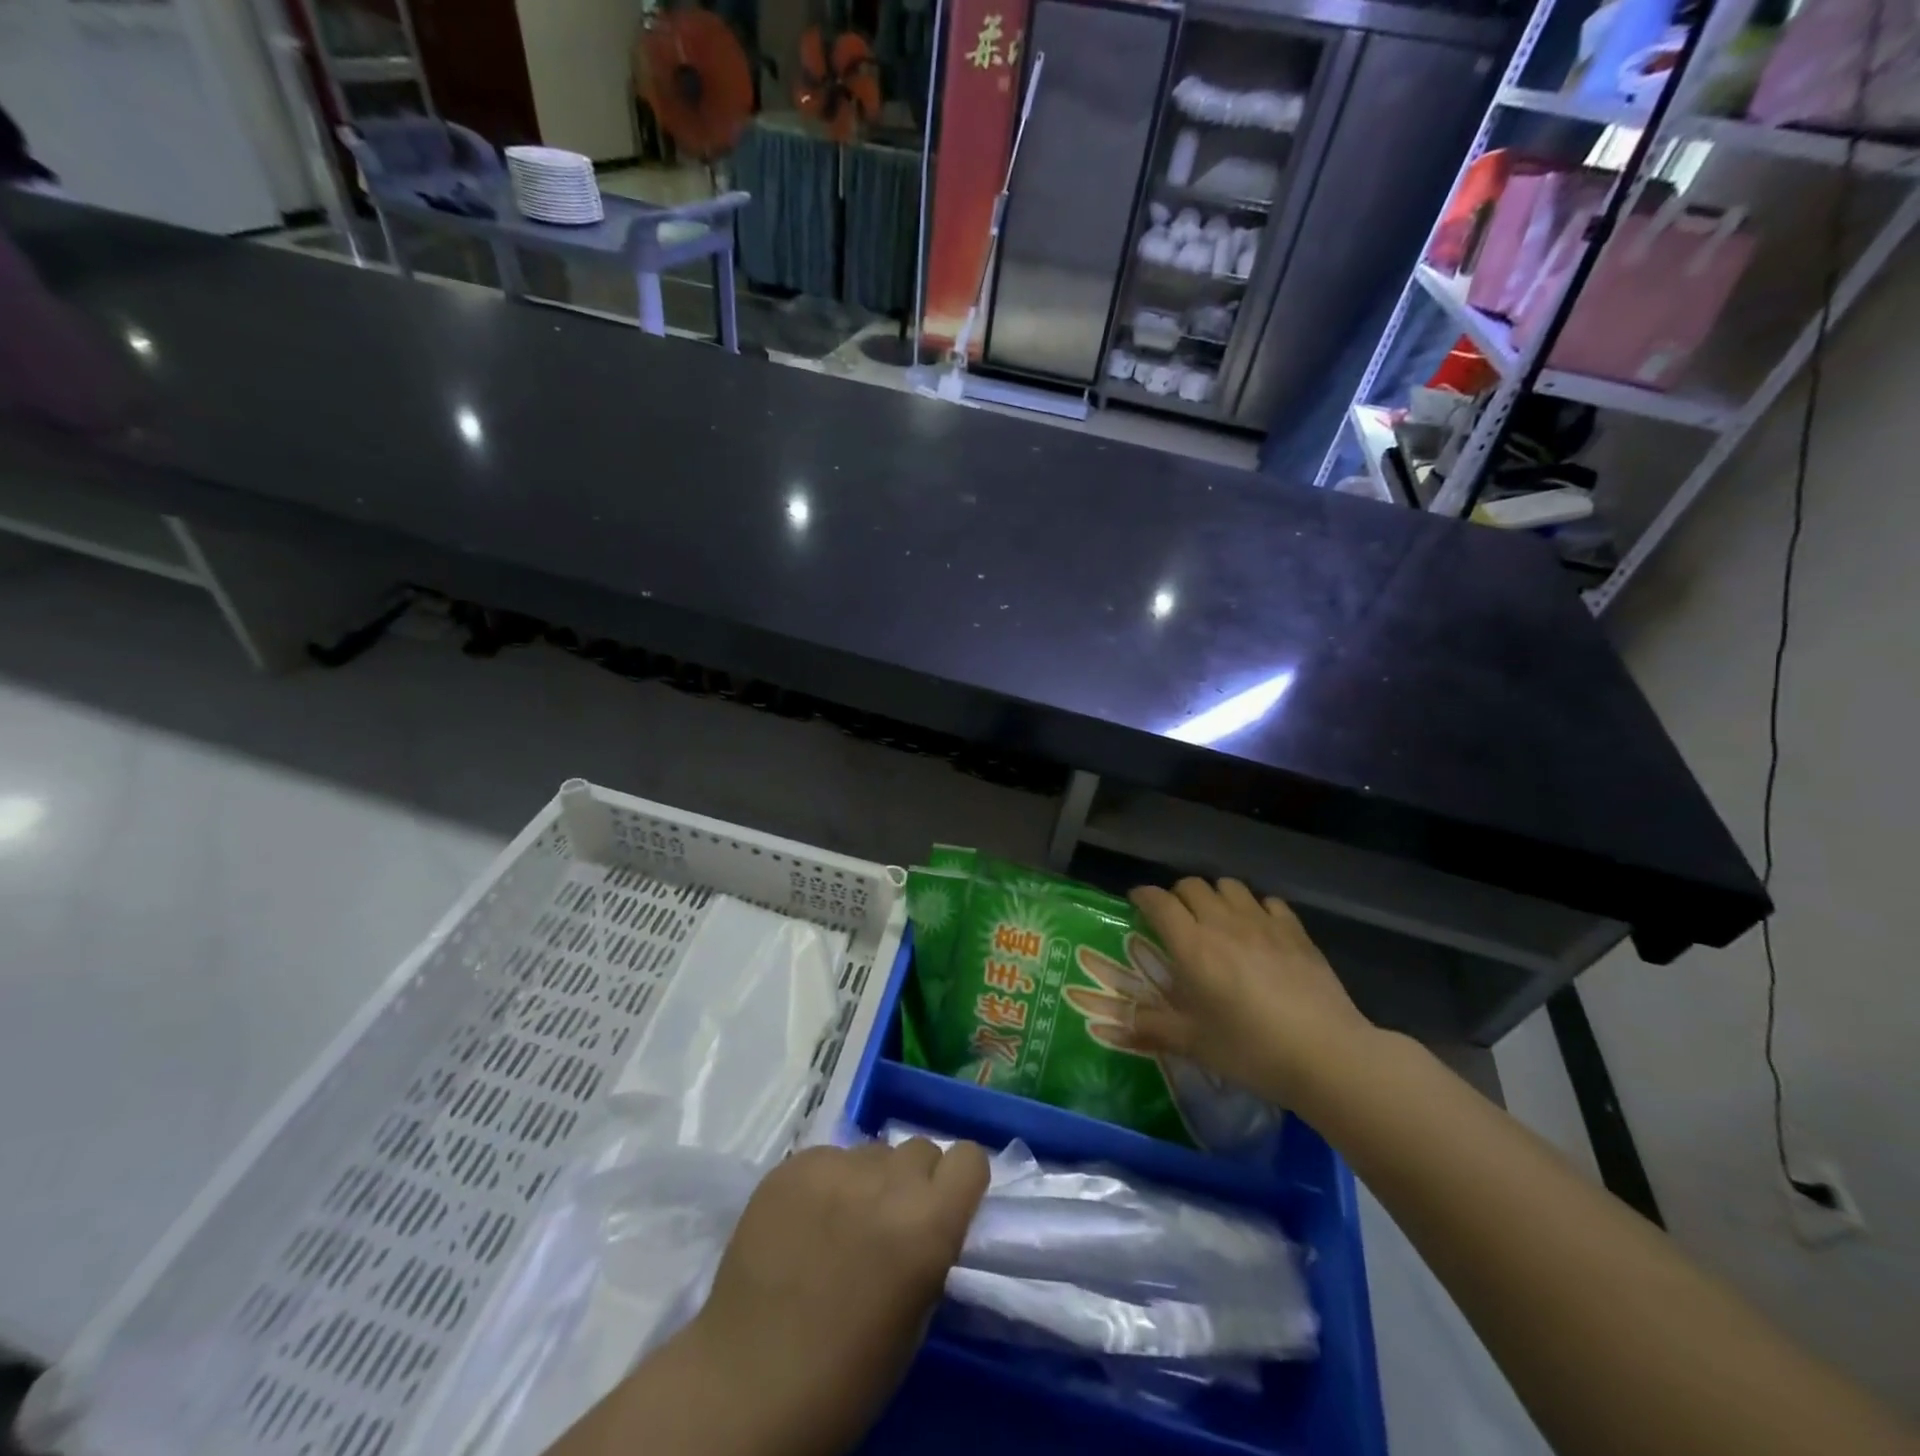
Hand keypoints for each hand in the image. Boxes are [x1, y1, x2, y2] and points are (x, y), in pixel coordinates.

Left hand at [669, 1139, 990, 1455]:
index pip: (969, 1157)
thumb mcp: (916, 1317)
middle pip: (920, 1149)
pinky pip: (828, 1158)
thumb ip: (931, 1248)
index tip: (945, 1206)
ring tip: (840, 1224)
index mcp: (927, 1223)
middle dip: (913, 1182)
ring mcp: (834, 1166)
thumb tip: (930, 1216)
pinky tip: (804, 1224)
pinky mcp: (792, 1164)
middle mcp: (887, 1180)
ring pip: (872, 1151)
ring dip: (869, 1180)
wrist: (746, 1387)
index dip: (960, 1181)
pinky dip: (826, 1183)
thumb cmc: (845, 1376)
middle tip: (888, 1223)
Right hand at [1125, 877, 1373, 1108]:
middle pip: (1192, 885)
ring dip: (1215, 896)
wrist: (1327, 1054)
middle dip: (1177, 895)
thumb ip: (1152, 1027)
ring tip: (1216, 919)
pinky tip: (1259, 930)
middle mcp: (1222, 922)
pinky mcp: (1296, 931)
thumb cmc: (1251, 1050)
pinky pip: (1268, 902)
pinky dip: (1256, 908)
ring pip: (1229, 886)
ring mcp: (1263, 922)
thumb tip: (1117, 1024)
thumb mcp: (1194, 1043)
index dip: (1143, 896)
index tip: (1136, 903)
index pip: (1158, 901)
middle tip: (1176, 919)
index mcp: (1191, 945)